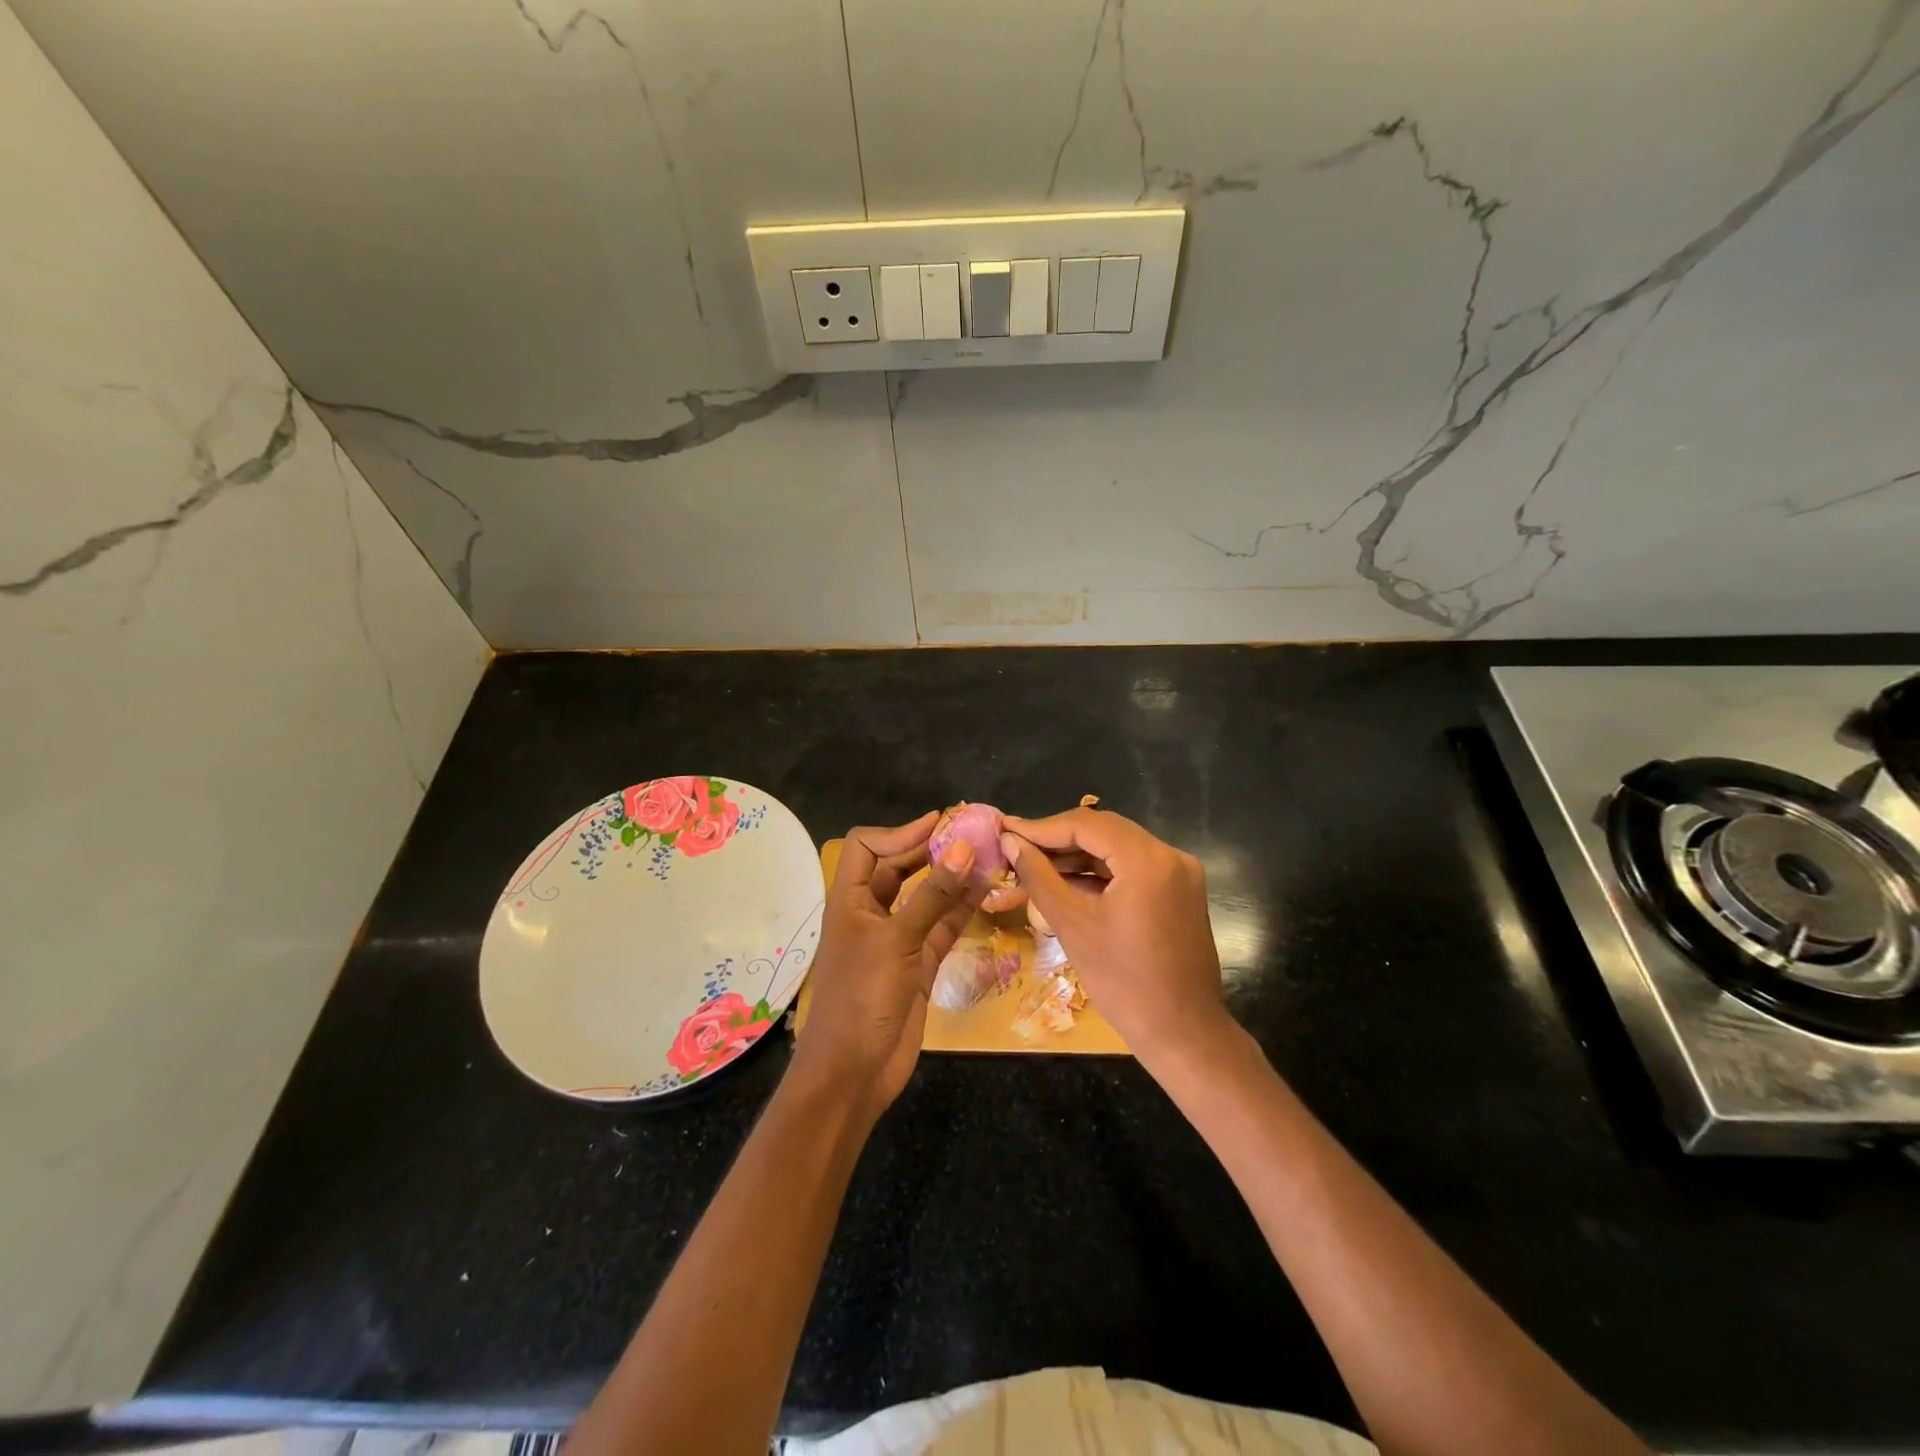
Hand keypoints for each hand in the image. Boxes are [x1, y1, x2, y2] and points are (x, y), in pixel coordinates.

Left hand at [791, 813, 984, 1119]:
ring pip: (927, 895)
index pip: (868, 847)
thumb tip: (964, 847)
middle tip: (972, 834)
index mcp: (850, 899)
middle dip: (931, 850)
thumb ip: (933, 895)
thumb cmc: (862, 997)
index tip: (939, 824)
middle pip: (900, 867)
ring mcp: (898, 937)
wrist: (854, 1072)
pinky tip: (989, 891)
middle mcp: (872, 911)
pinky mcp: (921, 962)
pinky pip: (944, 925)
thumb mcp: (897, 940)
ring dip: (954, 877)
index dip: (900, 832)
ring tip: (989, 856)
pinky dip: (963, 908)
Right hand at [1000, 807, 1227, 1072]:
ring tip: (1033, 866)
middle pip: (1104, 831)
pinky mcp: (1180, 892)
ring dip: (1077, 857)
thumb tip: (1011, 842)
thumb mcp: (1073, 925)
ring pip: (1117, 849)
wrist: (1183, 1034)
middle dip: (1058, 839)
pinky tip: (1067, 883)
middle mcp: (1170, 855)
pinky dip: (1100, 874)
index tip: (1005, 830)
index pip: (1086, 824)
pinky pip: (1133, 869)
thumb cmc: (1123, 983)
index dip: (1042, 827)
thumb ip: (1039, 876)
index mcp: (1148, 859)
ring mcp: (1180, 873)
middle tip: (1016, 847)